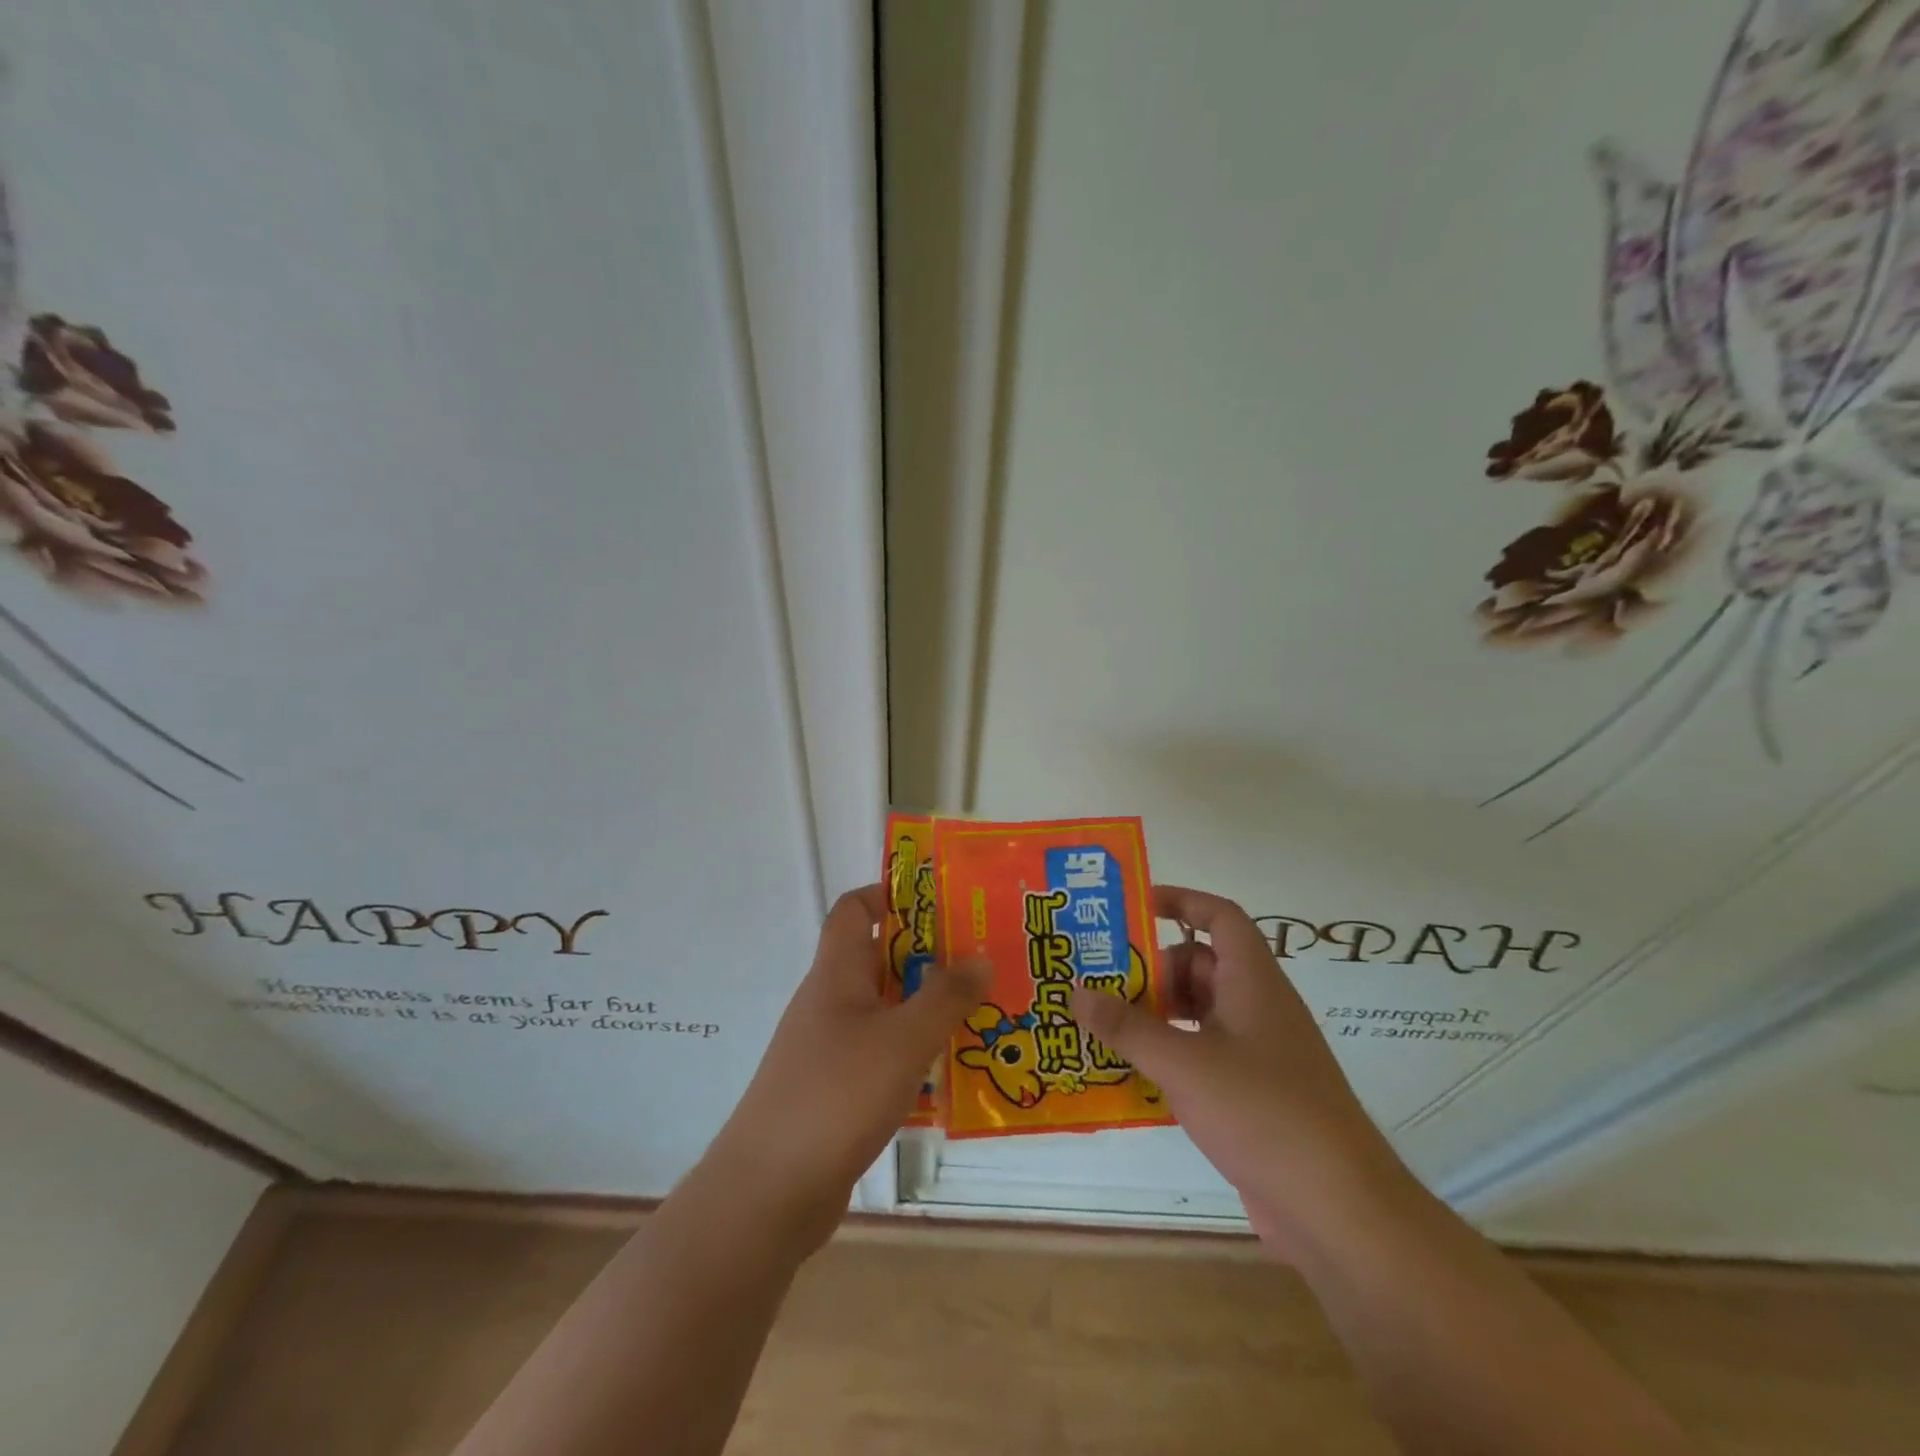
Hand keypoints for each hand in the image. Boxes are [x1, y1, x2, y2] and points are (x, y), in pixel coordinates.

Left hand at [704, 884, 988, 1250]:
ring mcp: (827, 1049)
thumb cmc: (837, 1095)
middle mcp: (829, 1002)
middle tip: (981, 962)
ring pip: (883, 1011)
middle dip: (927, 957)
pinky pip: (879, 1056)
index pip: (854, 909)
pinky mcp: (833, 1092)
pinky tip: (948, 1074)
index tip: (940, 904)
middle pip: (878, 960)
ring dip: (925, 1010)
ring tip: (979, 1015)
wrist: (768, 1192)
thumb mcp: (904, 1039)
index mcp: (836, 973)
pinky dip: (912, 1055)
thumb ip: (945, 996)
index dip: (890, 895)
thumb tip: (979, 955)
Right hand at [1072, 884, 1413, 1259]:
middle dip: (1151, 968)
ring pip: (1199, 1013)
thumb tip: (1077, 992)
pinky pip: (1202, 1055)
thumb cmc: (1263, 1112)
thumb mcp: (1184, 1063)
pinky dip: (1169, 1054)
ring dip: (1155, 1014)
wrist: (1338, 1210)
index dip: (1181, 901)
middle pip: (1200, 965)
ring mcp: (1258, 1053)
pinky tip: (1131, 1073)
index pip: (1220, 917)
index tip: (1134, 907)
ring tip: (1102, 1023)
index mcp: (1253, 981)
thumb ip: (1127, 1027)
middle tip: (1098, 978)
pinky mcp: (1253, 1095)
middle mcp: (1257, 1007)